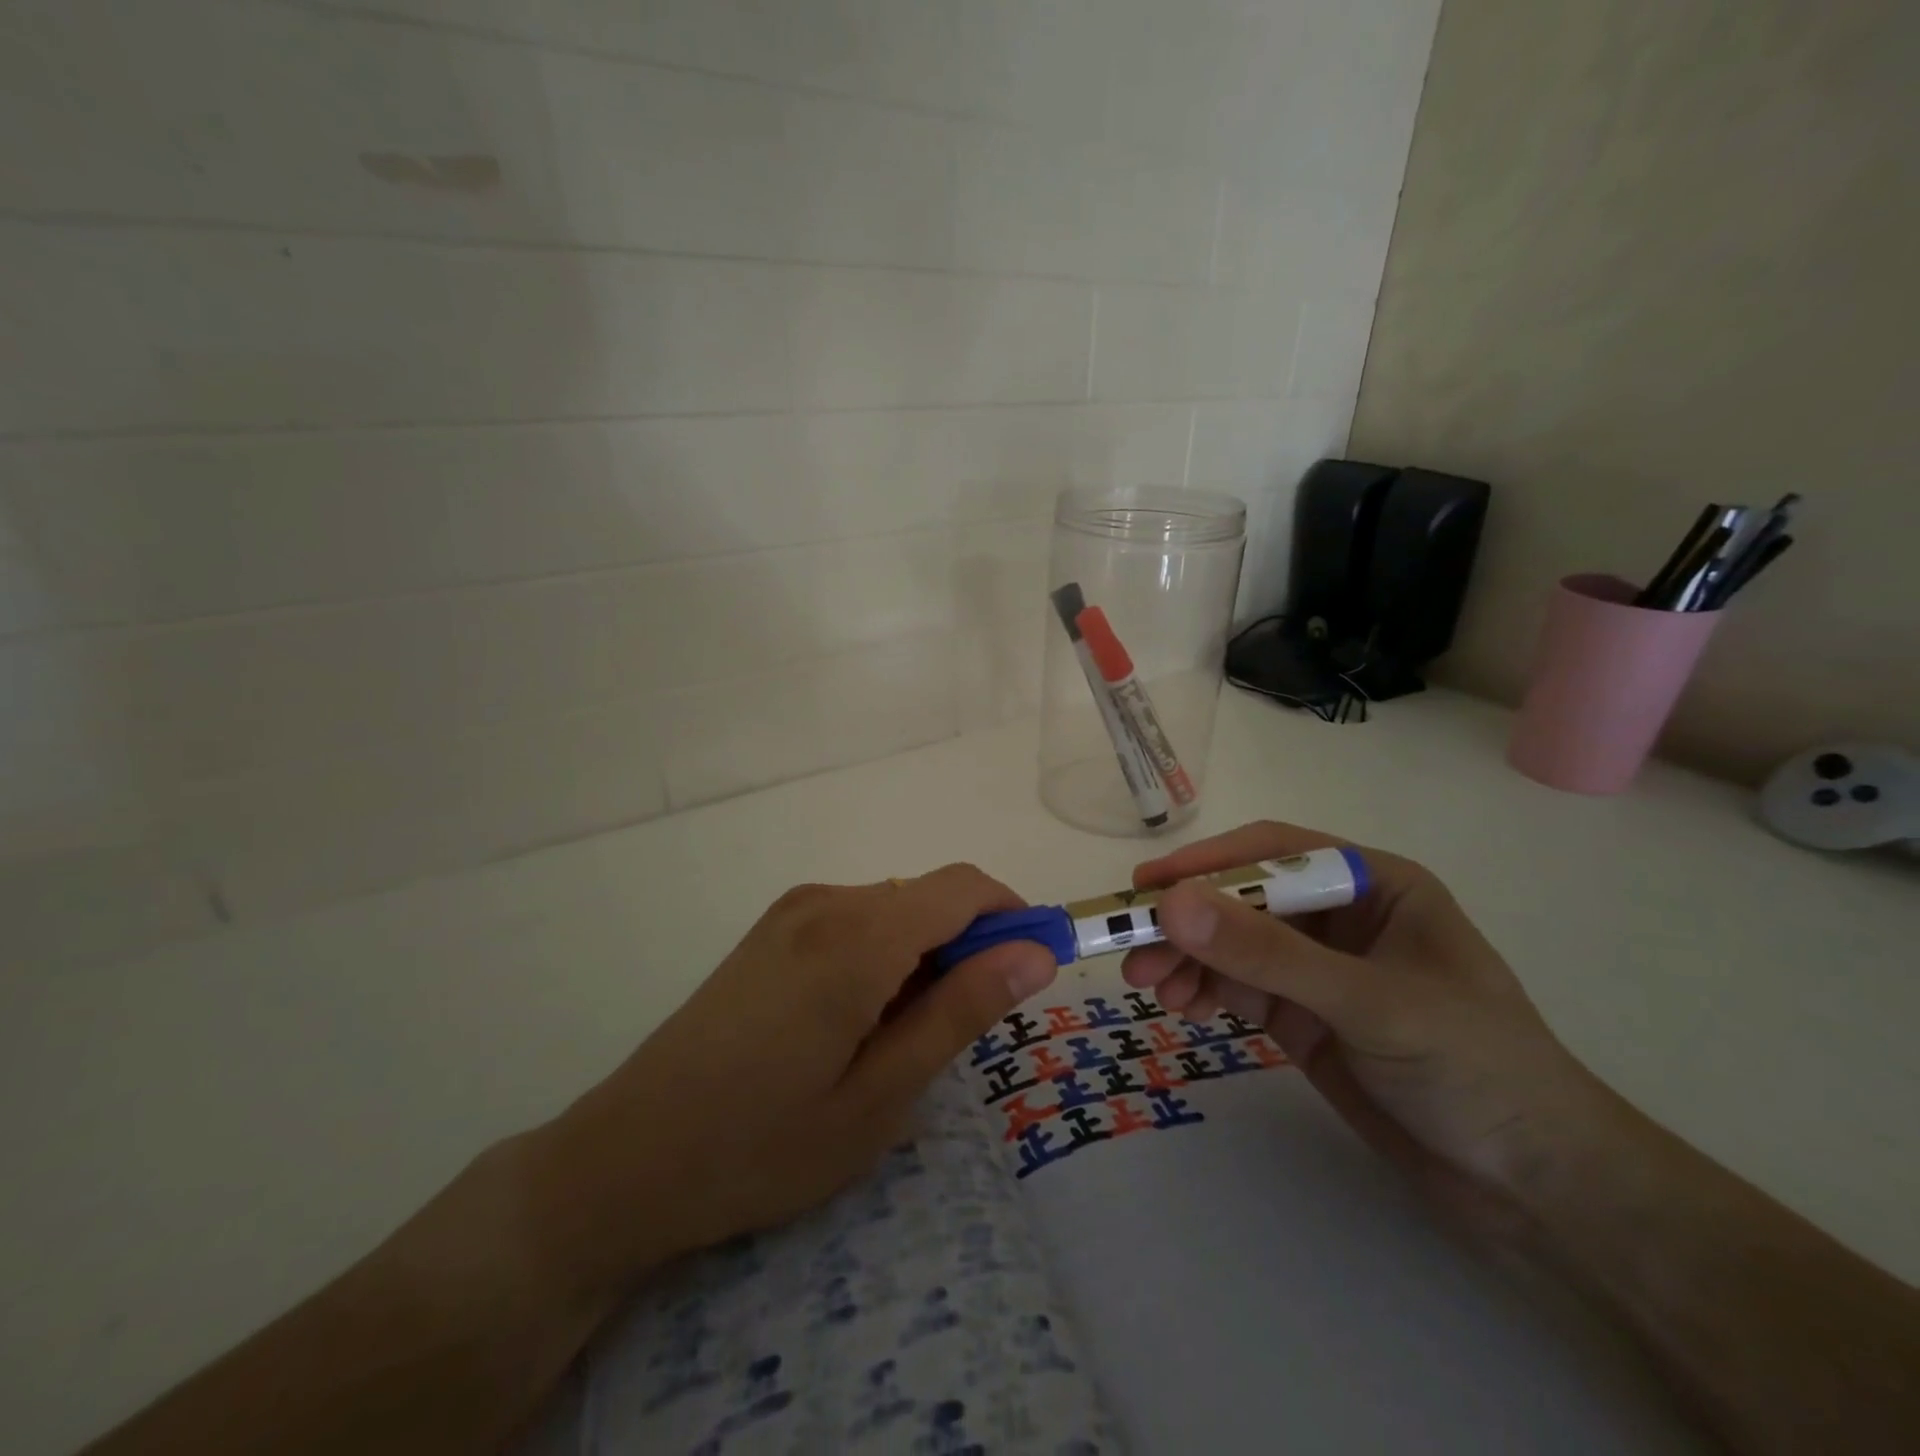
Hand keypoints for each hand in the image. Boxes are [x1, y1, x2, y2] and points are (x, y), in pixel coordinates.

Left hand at [529, 864, 1057, 1293]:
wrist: (627, 1159)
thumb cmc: (762, 1145)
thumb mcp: (880, 1097)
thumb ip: (960, 1012)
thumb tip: (1034, 953)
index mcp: (856, 937)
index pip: (964, 887)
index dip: (1015, 915)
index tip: (1038, 967)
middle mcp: (825, 902)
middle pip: (929, 897)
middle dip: (969, 946)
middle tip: (965, 1032)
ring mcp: (791, 911)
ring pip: (894, 909)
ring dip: (924, 955)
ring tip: (903, 1041)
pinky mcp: (771, 930)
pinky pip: (855, 920)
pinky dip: (884, 955)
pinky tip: (857, 1022)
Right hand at [1123, 821, 1608, 1233]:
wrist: (1537, 1191)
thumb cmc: (1475, 1068)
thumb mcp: (1368, 1002)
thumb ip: (1267, 953)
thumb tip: (1171, 904)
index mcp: (1375, 884)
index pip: (1274, 852)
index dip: (1207, 864)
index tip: (1147, 887)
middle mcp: (1341, 916)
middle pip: (1244, 899)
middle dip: (1188, 921)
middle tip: (1130, 946)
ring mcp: (1319, 969)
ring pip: (1233, 946)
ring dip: (1187, 959)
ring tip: (1148, 985)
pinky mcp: (1304, 1016)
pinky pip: (1239, 988)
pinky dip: (1204, 991)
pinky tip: (1180, 1005)